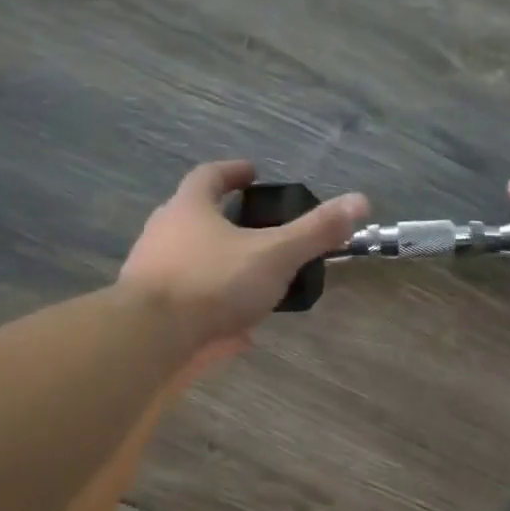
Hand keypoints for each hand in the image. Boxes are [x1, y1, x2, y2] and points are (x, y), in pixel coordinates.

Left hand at [119, 161, 368, 350]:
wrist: (150, 339)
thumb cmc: (213, 282)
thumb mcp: (274, 254)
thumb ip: (315, 231)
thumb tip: (360, 201)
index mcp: (189, 209)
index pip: (209, 176)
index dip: (233, 172)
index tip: (252, 173)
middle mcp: (163, 234)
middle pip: (193, 217)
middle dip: (224, 220)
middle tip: (256, 228)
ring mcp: (150, 274)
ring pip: (189, 261)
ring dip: (218, 265)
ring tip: (252, 280)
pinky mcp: (149, 312)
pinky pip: (187, 302)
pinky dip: (213, 308)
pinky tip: (239, 332)